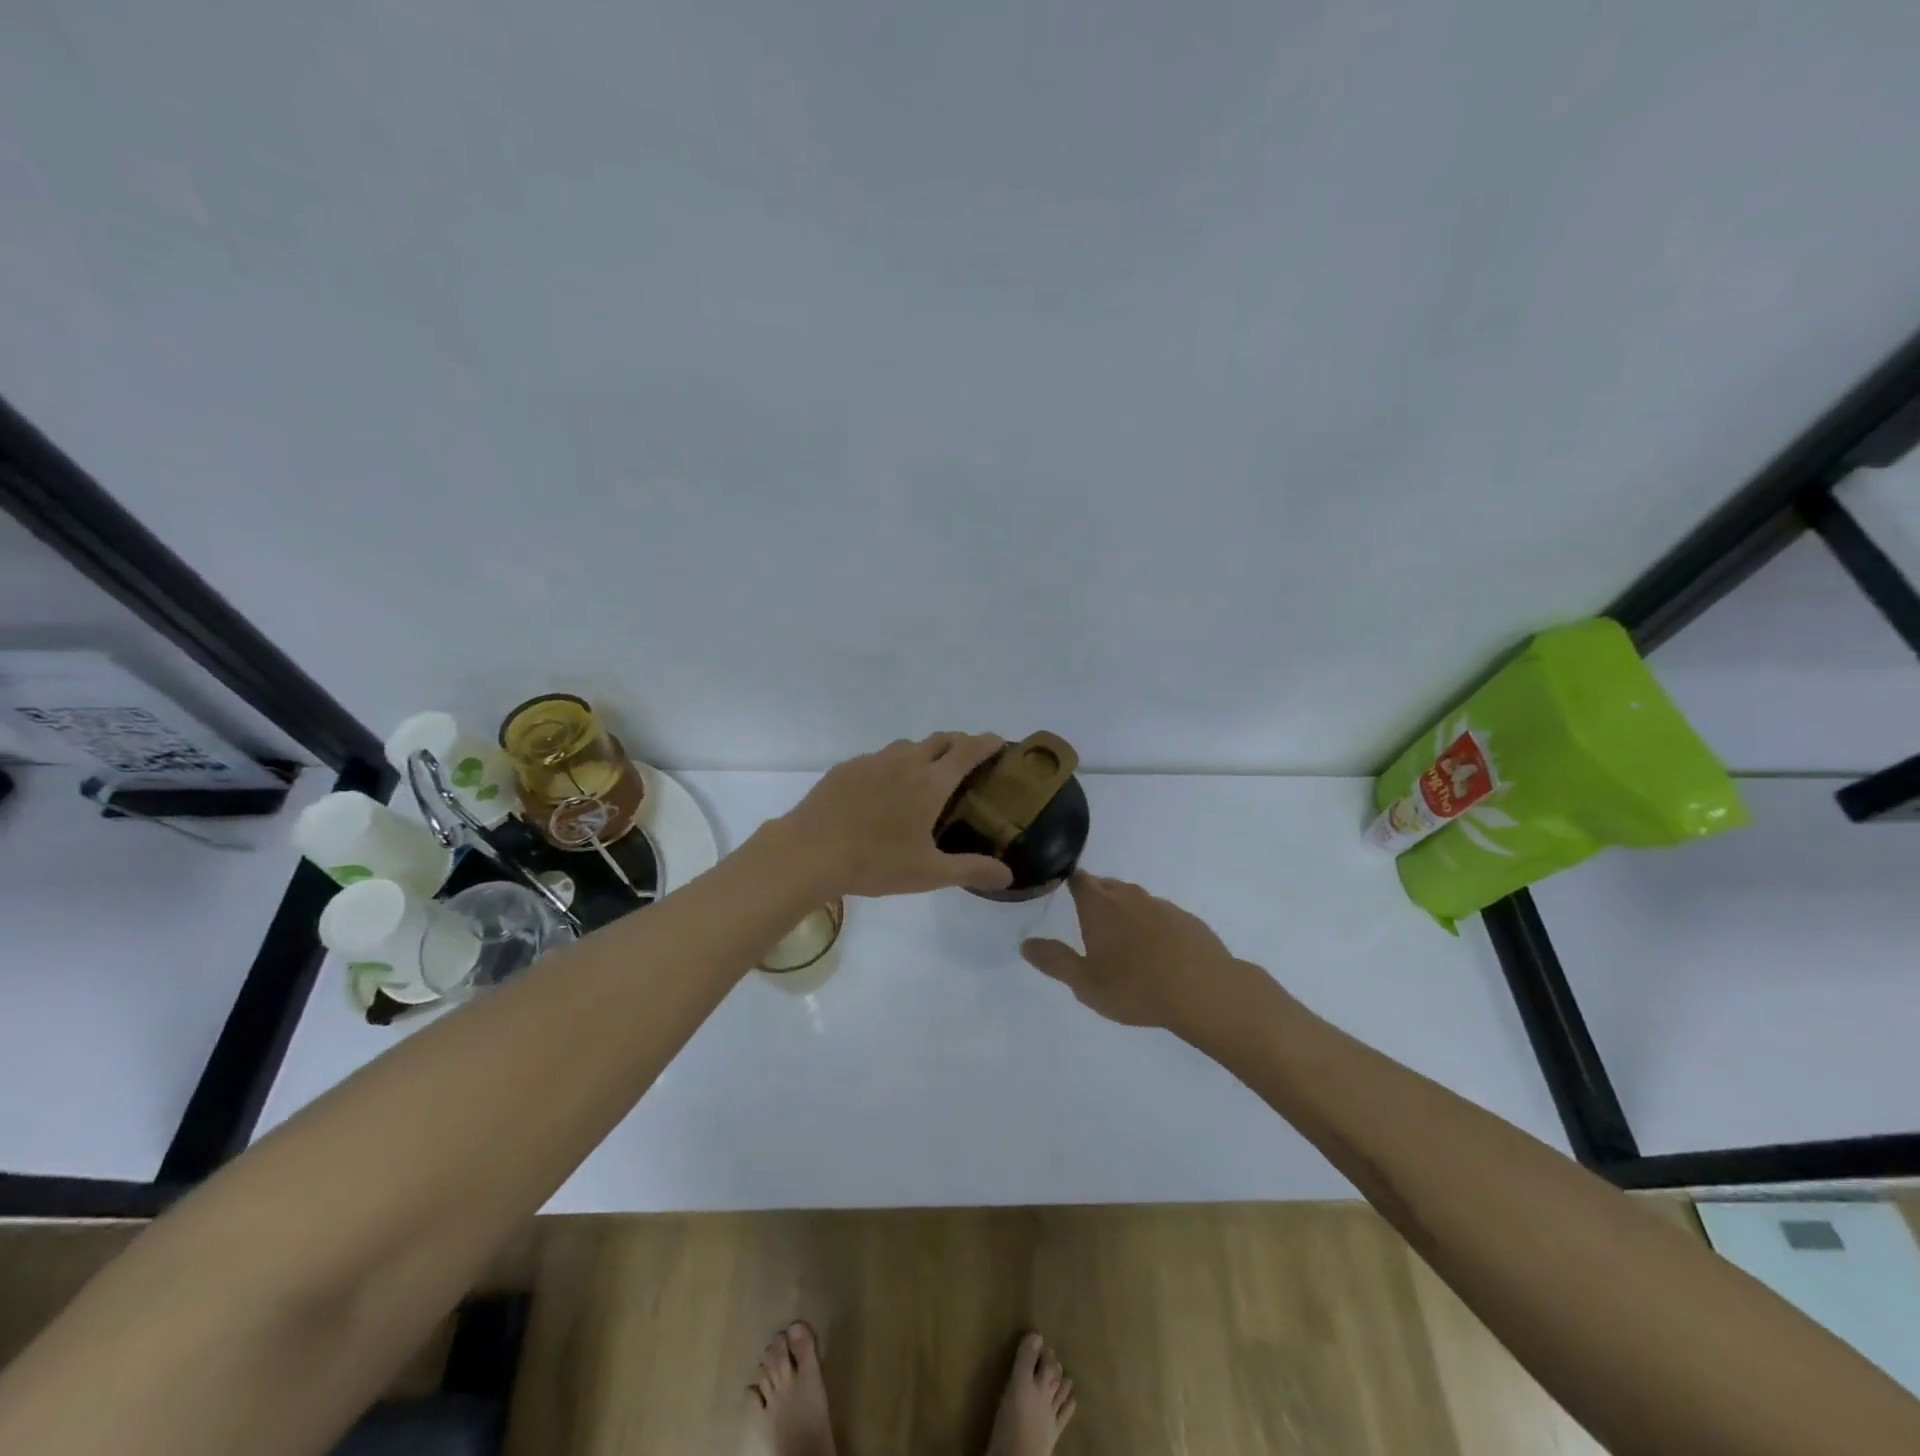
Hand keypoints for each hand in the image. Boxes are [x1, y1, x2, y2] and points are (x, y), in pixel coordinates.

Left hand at [778, 733, 1014, 897]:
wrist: (809, 852)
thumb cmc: (875, 863)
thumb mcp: (929, 873)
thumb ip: (971, 869)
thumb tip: (1008, 876)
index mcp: (931, 782)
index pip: (968, 750)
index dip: (988, 743)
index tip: (1000, 743)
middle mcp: (905, 762)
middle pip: (941, 739)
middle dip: (959, 744)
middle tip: (968, 762)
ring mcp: (872, 761)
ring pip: (907, 747)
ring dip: (924, 753)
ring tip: (925, 777)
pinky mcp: (846, 768)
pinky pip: (878, 759)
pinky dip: (891, 766)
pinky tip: (883, 791)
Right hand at [1021, 872, 1275, 1045]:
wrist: (1205, 991)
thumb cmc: (1135, 987)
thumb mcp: (1085, 983)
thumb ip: (1054, 961)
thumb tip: (1025, 944)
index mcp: (1099, 905)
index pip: (1078, 880)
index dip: (1069, 881)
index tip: (1062, 887)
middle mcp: (1129, 896)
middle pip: (1107, 886)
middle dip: (1096, 897)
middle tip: (1088, 919)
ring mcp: (1162, 906)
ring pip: (1136, 900)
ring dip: (1126, 912)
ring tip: (1122, 938)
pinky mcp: (1187, 920)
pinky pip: (1161, 916)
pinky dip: (1153, 926)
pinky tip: (1157, 951)